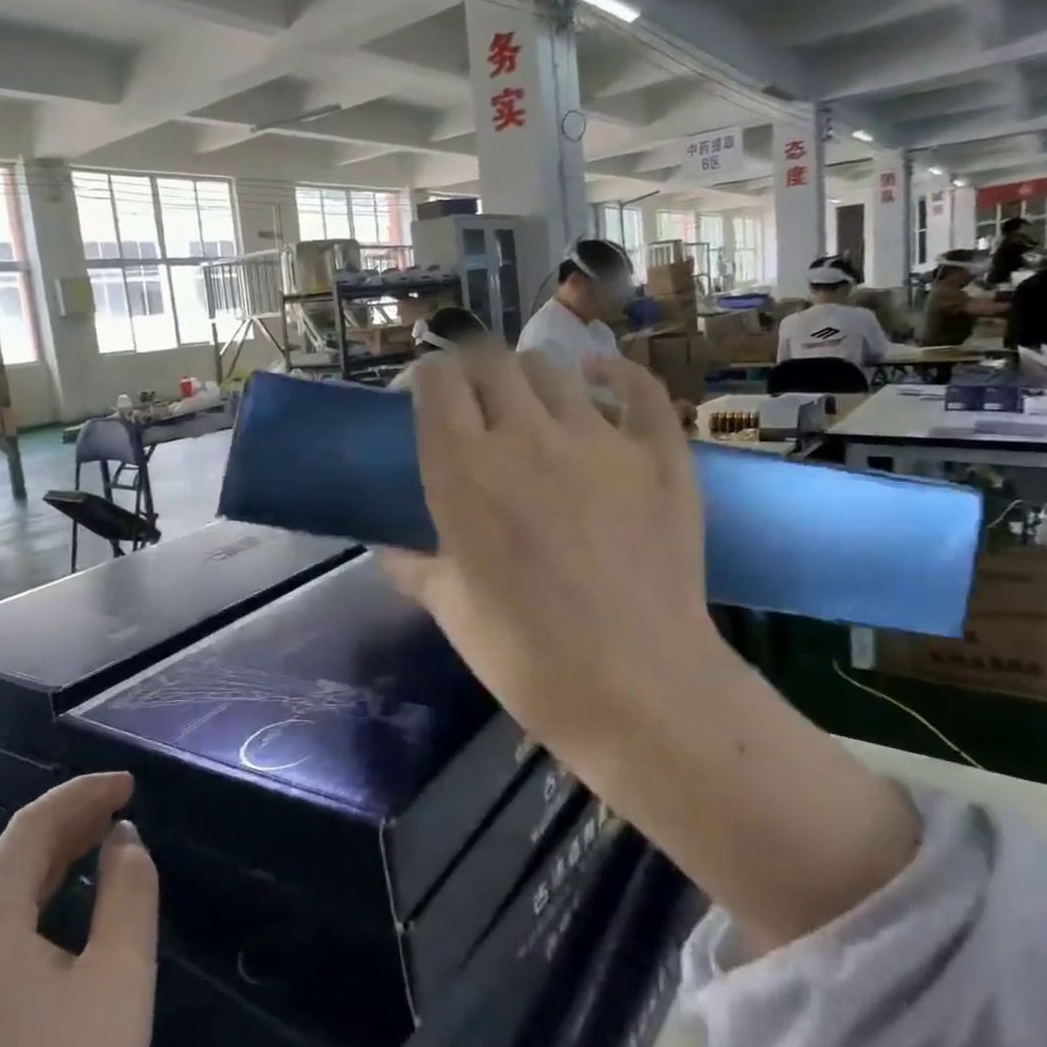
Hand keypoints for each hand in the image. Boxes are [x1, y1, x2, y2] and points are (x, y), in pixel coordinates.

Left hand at [0, 774, 157, 1046]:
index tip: (129, 783)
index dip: (81, 795)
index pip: (28, 830)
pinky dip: (30, 899)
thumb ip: (128, 887)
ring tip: (103, 836)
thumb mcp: (122, 972)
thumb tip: (120, 839)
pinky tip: (65, 895)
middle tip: (124, 805)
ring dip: (51, 859)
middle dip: (68, 823)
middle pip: (6, 860)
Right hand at [383, 350, 716, 735]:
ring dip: (530, 378)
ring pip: (553, 369)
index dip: (427, 377)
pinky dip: (616, 374)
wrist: (637, 687)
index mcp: (465, 468)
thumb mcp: (452, 610)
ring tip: (531, 405)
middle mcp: (526, 434)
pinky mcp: (658, 453)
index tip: (426, 396)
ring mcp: (599, 437)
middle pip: (491, 359)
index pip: (437, 380)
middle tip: (476, 400)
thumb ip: (414, 566)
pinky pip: (639, 388)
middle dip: (474, 368)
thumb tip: (387, 548)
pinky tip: (600, 378)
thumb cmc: (527, 657)